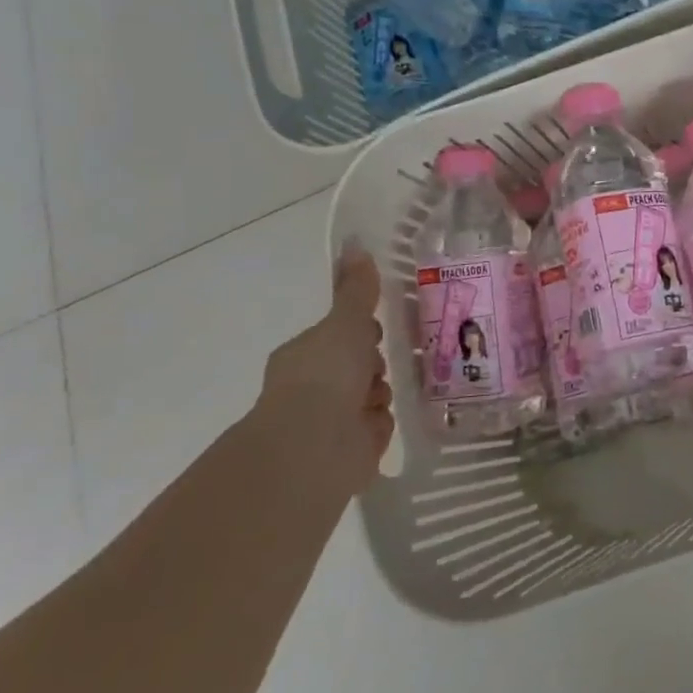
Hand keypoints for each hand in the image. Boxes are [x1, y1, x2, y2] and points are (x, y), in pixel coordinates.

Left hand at [258, 247, 393, 492]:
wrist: (313, 446)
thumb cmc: (326, 375)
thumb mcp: (346, 323)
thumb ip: (357, 290)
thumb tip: (355, 243)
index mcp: (306, 354)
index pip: (341, 335)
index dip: (363, 332)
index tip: (377, 331)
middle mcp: (314, 386)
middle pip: (360, 365)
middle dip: (376, 364)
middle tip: (386, 362)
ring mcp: (330, 420)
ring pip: (372, 396)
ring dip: (381, 394)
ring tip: (379, 397)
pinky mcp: (348, 449)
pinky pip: (377, 426)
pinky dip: (381, 424)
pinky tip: (380, 422)